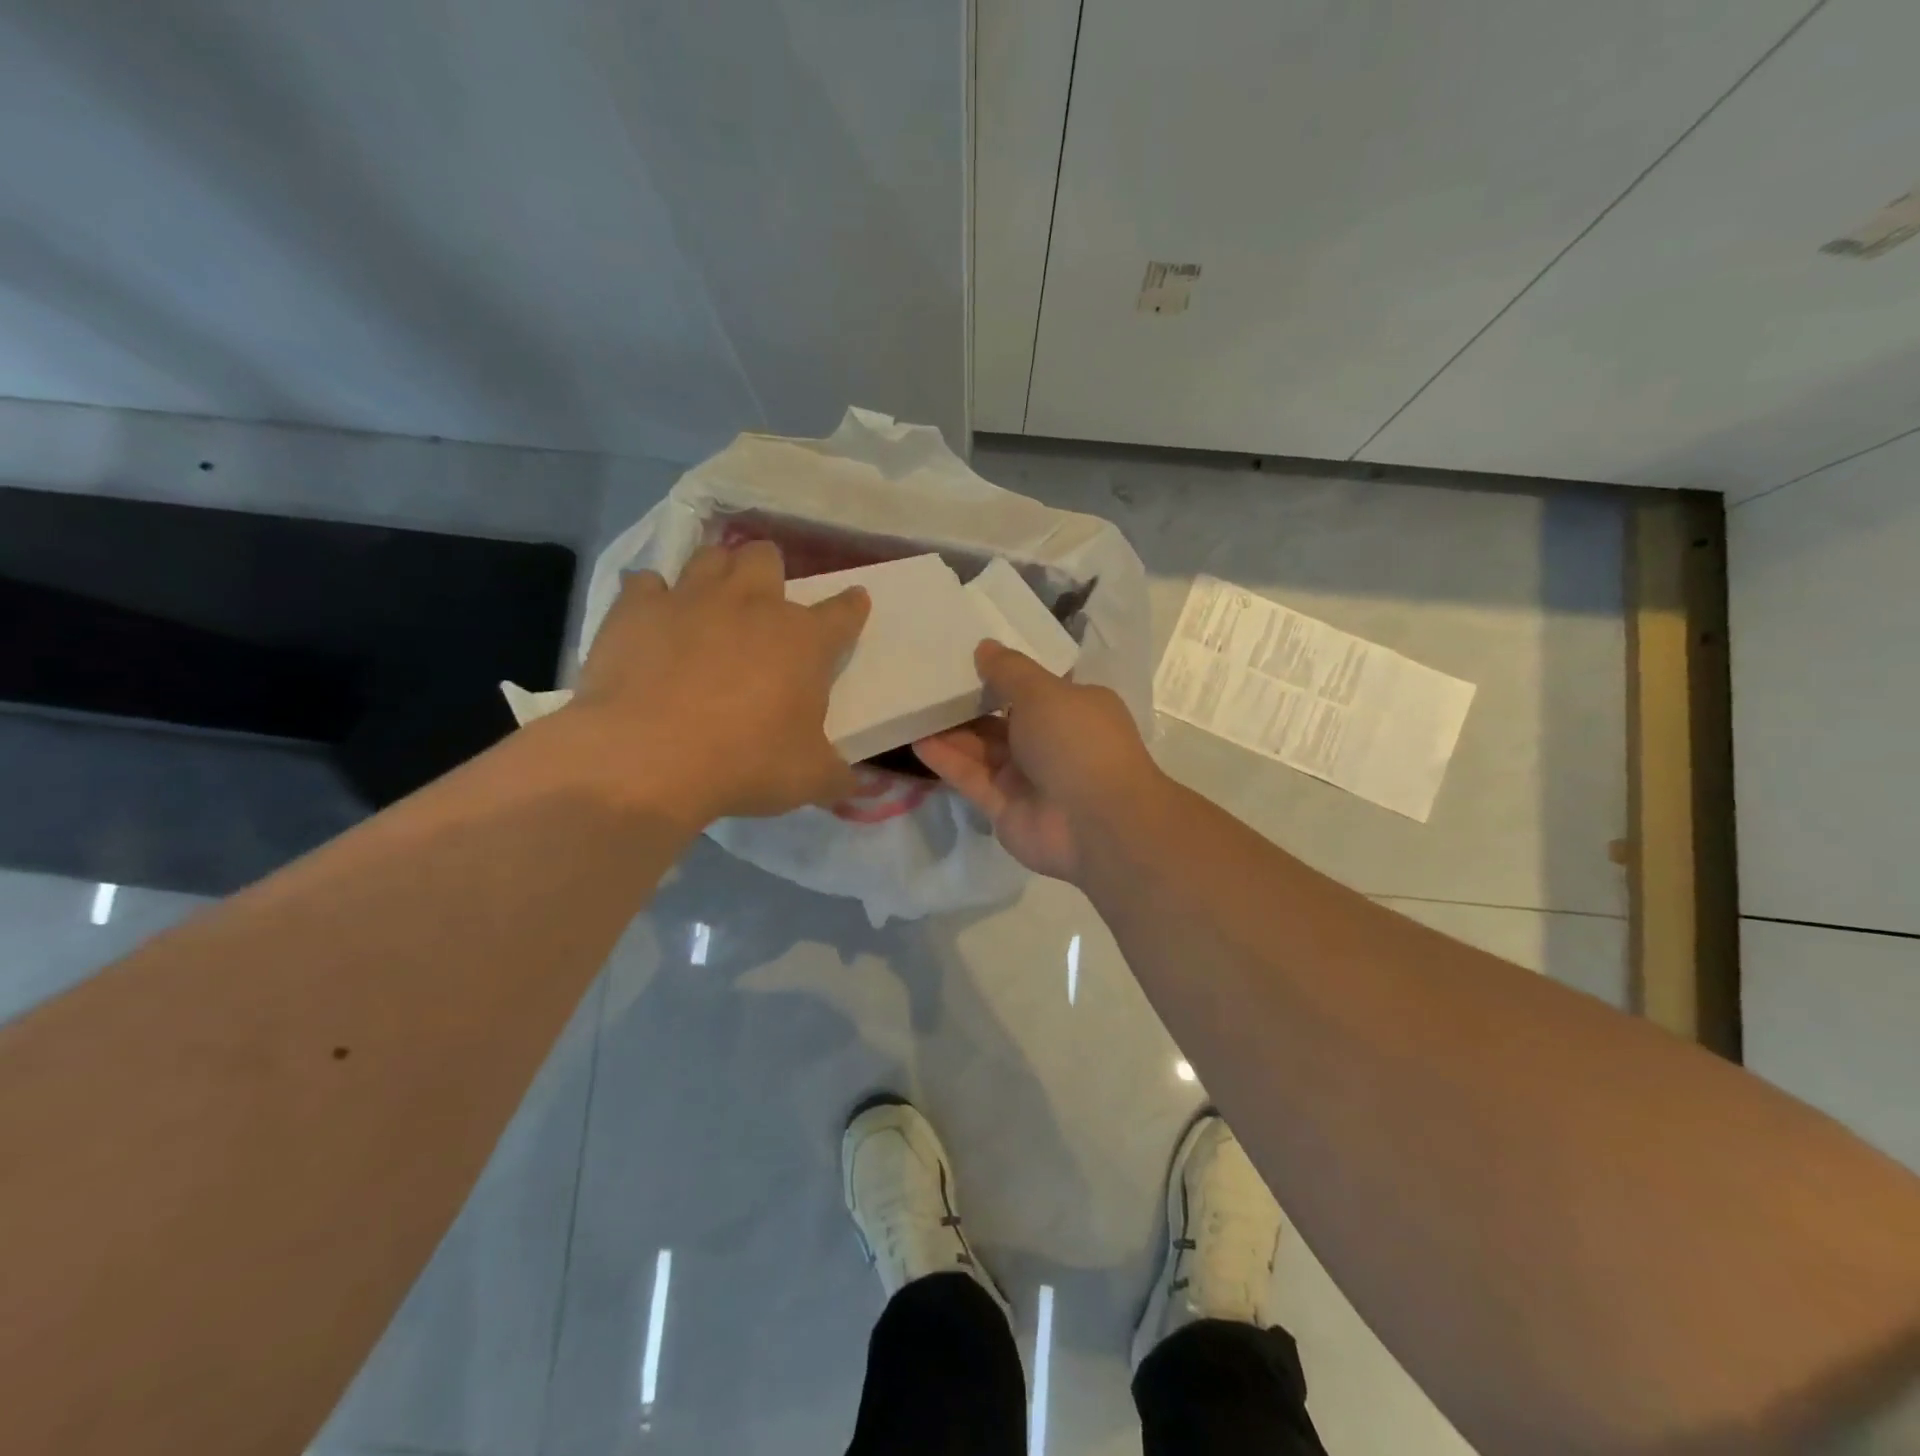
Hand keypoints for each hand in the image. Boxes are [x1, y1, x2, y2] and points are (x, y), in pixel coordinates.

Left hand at [564, 542, 868, 823]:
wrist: (648, 758)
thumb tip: (850, 785)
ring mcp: (691, 599)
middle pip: (767, 558)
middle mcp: (752, 604)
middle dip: (769, 572)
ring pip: (711, 556)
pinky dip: (652, 597)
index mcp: (804, 640)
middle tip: (762, 604)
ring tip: (711, 601)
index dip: (852, 606)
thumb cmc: (745, 763)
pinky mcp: (636, 608)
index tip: (855, 602)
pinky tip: (652, 620)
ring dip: (716, 572)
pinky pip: (646, 583)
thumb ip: (836, 776)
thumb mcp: (809, 780)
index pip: (843, 611)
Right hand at [914, 641, 1163, 882]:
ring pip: (982, 749)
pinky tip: (916, 739)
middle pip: (1002, 719)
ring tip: (911, 707)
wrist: (1096, 823)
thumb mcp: (1043, 692)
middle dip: (968, 703)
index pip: (1034, 688)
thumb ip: (1009, 670)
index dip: (1002, 674)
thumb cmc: (1077, 742)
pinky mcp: (1005, 807)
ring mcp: (1028, 778)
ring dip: (950, 731)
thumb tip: (984, 647)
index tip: (964, 657)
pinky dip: (947, 760)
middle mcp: (1052, 742)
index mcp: (1074, 709)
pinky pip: (971, 778)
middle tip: (926, 682)